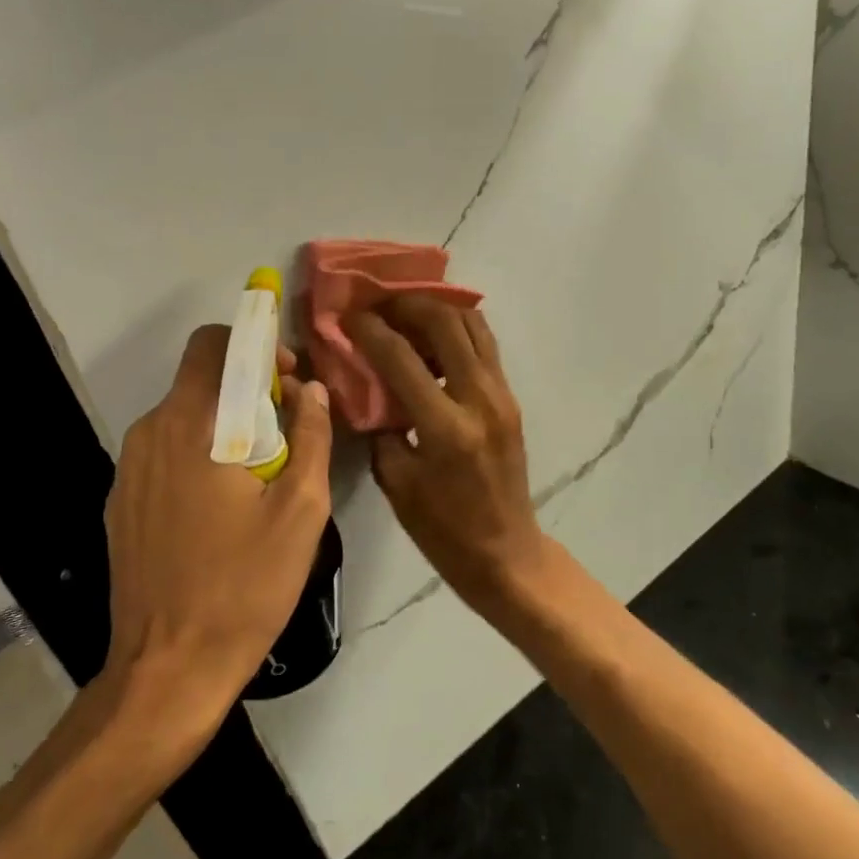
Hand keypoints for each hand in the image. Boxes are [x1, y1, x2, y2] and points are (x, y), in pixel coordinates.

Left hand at [103, 326, 331, 727]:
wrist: (168, 670)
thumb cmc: (244, 587)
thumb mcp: (301, 510)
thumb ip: (311, 436)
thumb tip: (312, 391)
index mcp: (192, 424)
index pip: (214, 343)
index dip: (256, 346)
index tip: (289, 380)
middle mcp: (150, 432)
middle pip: (199, 378)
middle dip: (246, 386)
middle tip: (287, 429)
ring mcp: (128, 468)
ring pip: (183, 416)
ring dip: (225, 424)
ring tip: (260, 474)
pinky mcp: (121, 500)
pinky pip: (165, 452)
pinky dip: (198, 454)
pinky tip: (221, 505)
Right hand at [347, 297, 547, 608]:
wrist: (506, 553)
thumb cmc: (443, 529)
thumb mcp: (396, 481)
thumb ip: (381, 426)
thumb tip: (368, 385)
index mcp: (445, 427)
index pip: (400, 357)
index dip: (369, 329)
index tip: (348, 315)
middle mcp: (479, 399)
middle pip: (445, 322)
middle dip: (407, 304)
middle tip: (379, 305)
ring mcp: (502, 394)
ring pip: (473, 323)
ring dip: (437, 310)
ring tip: (405, 315)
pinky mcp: (510, 397)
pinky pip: (484, 344)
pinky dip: (457, 328)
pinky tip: (432, 337)